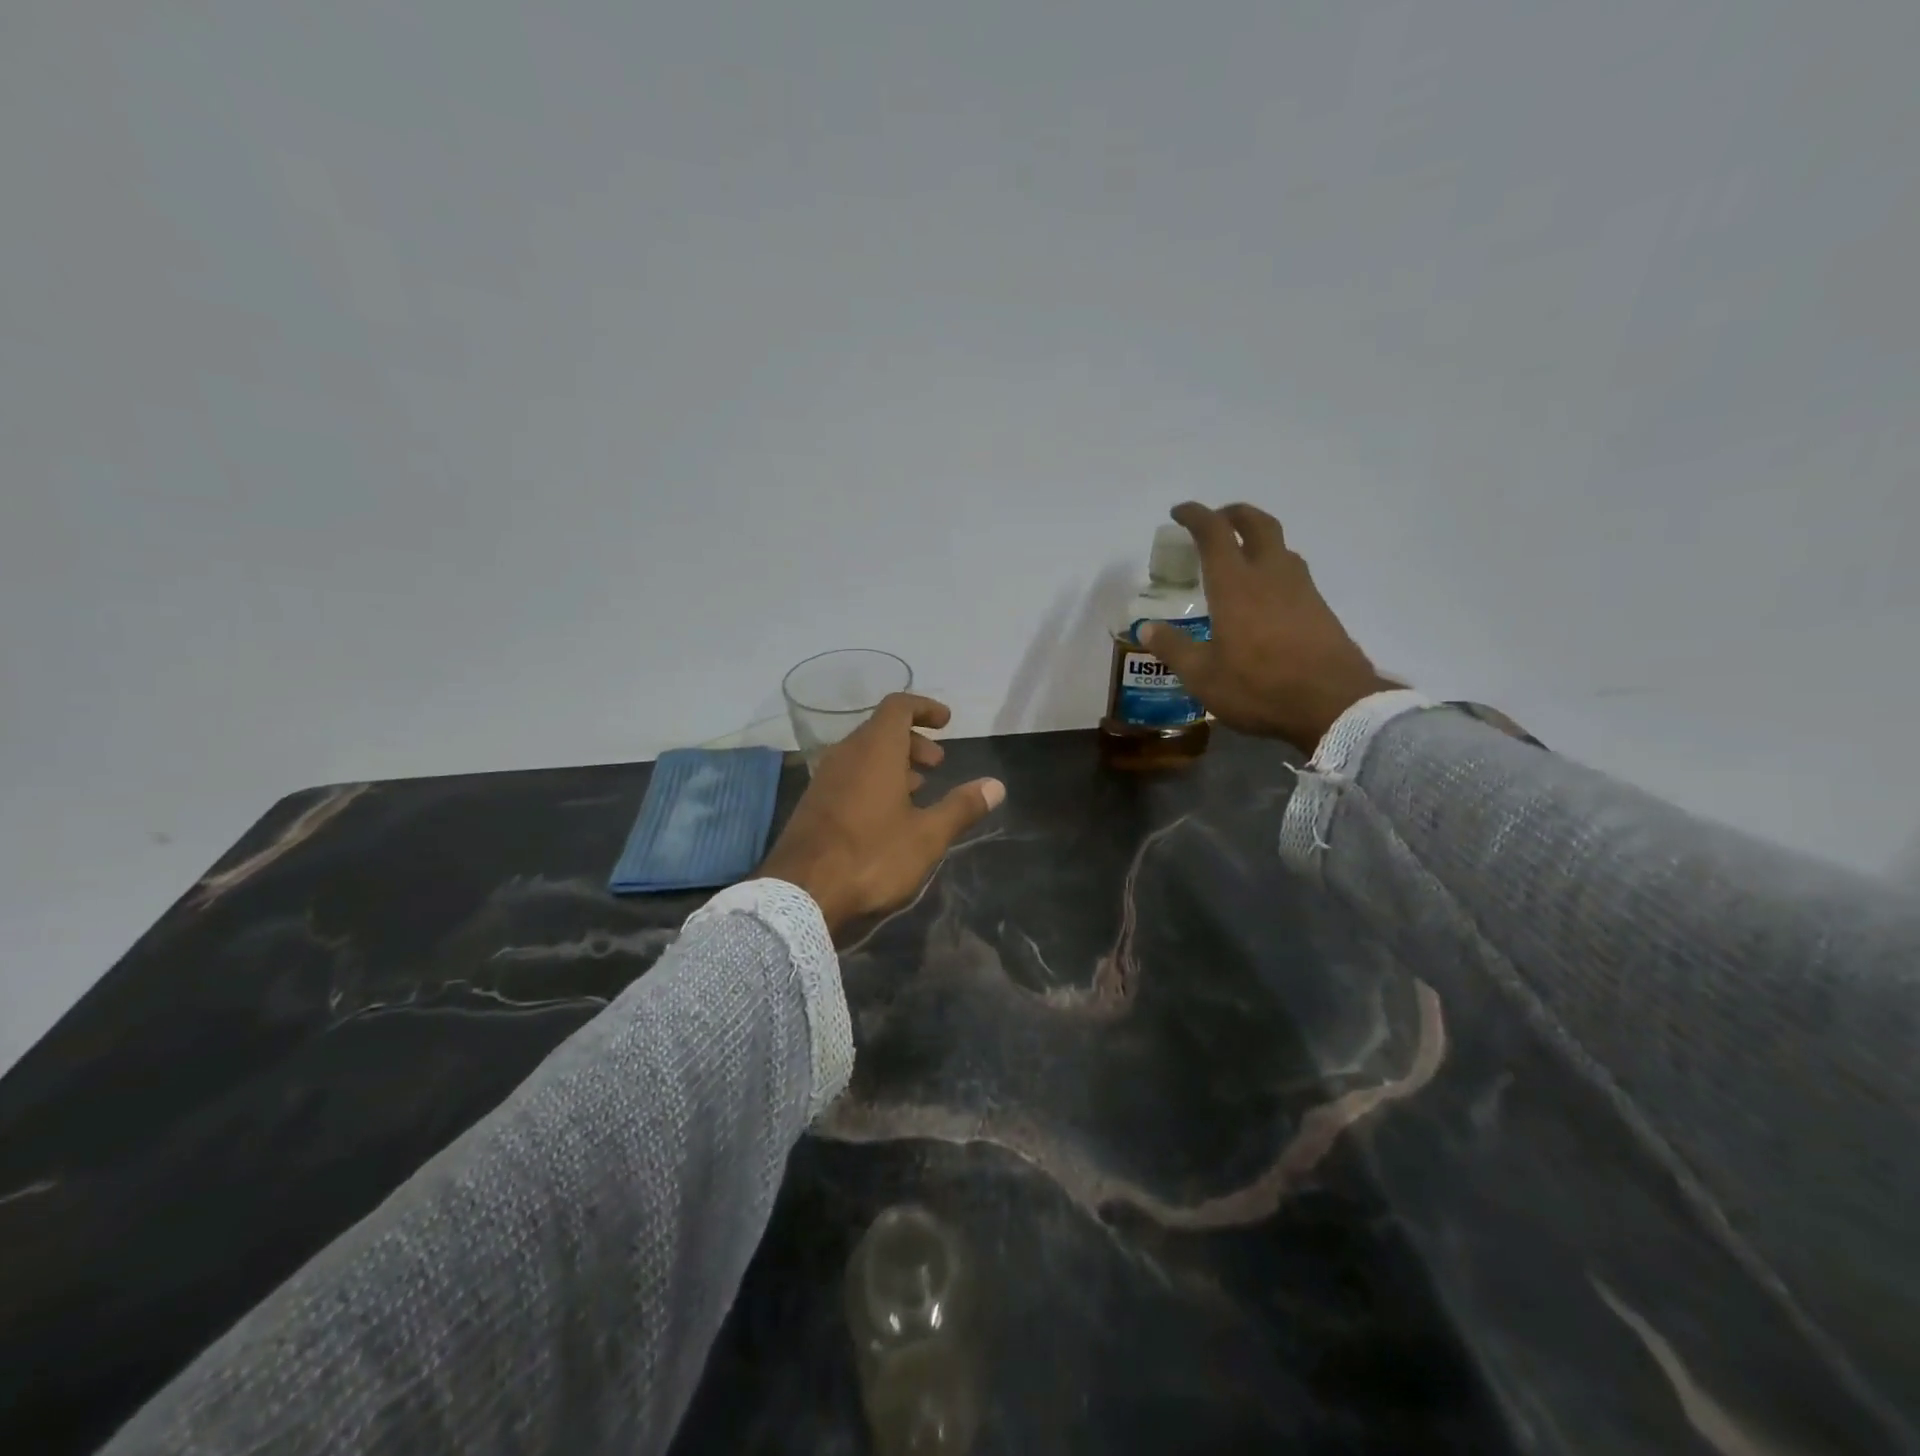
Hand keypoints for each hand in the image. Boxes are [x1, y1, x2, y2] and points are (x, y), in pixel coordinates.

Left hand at [760, 694, 1005, 937]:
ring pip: (864, 754)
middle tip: (938, 764)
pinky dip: (874, 779)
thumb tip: (996, 785)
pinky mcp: (814, 803)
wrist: (800, 893)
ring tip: (920, 788)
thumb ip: (961, 807)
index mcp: (875, 750)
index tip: (947, 721)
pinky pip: (849, 775)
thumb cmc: (871, 856)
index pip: (898, 707)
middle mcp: (846, 754)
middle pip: (882, 730)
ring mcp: (825, 778)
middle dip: (914, 740)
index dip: (925, 708)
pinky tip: (888, 814)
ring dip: (895, 762)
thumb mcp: (926, 836)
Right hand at [1139, 502, 1393, 751]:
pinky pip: (1293, 572)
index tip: (1179, 513)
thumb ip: (1174, 648)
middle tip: (1216, 520)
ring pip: (1281, 546)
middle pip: (1257, 524)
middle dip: (1234, 514)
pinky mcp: (1320, 608)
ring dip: (1258, 539)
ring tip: (1241, 555)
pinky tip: (1266, 594)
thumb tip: (1147, 629)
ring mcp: (1301, 589)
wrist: (1334, 704)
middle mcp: (1270, 575)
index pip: (1214, 533)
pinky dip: (1274, 567)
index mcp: (1235, 585)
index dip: (1195, 516)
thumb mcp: (1203, 676)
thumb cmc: (1259, 687)